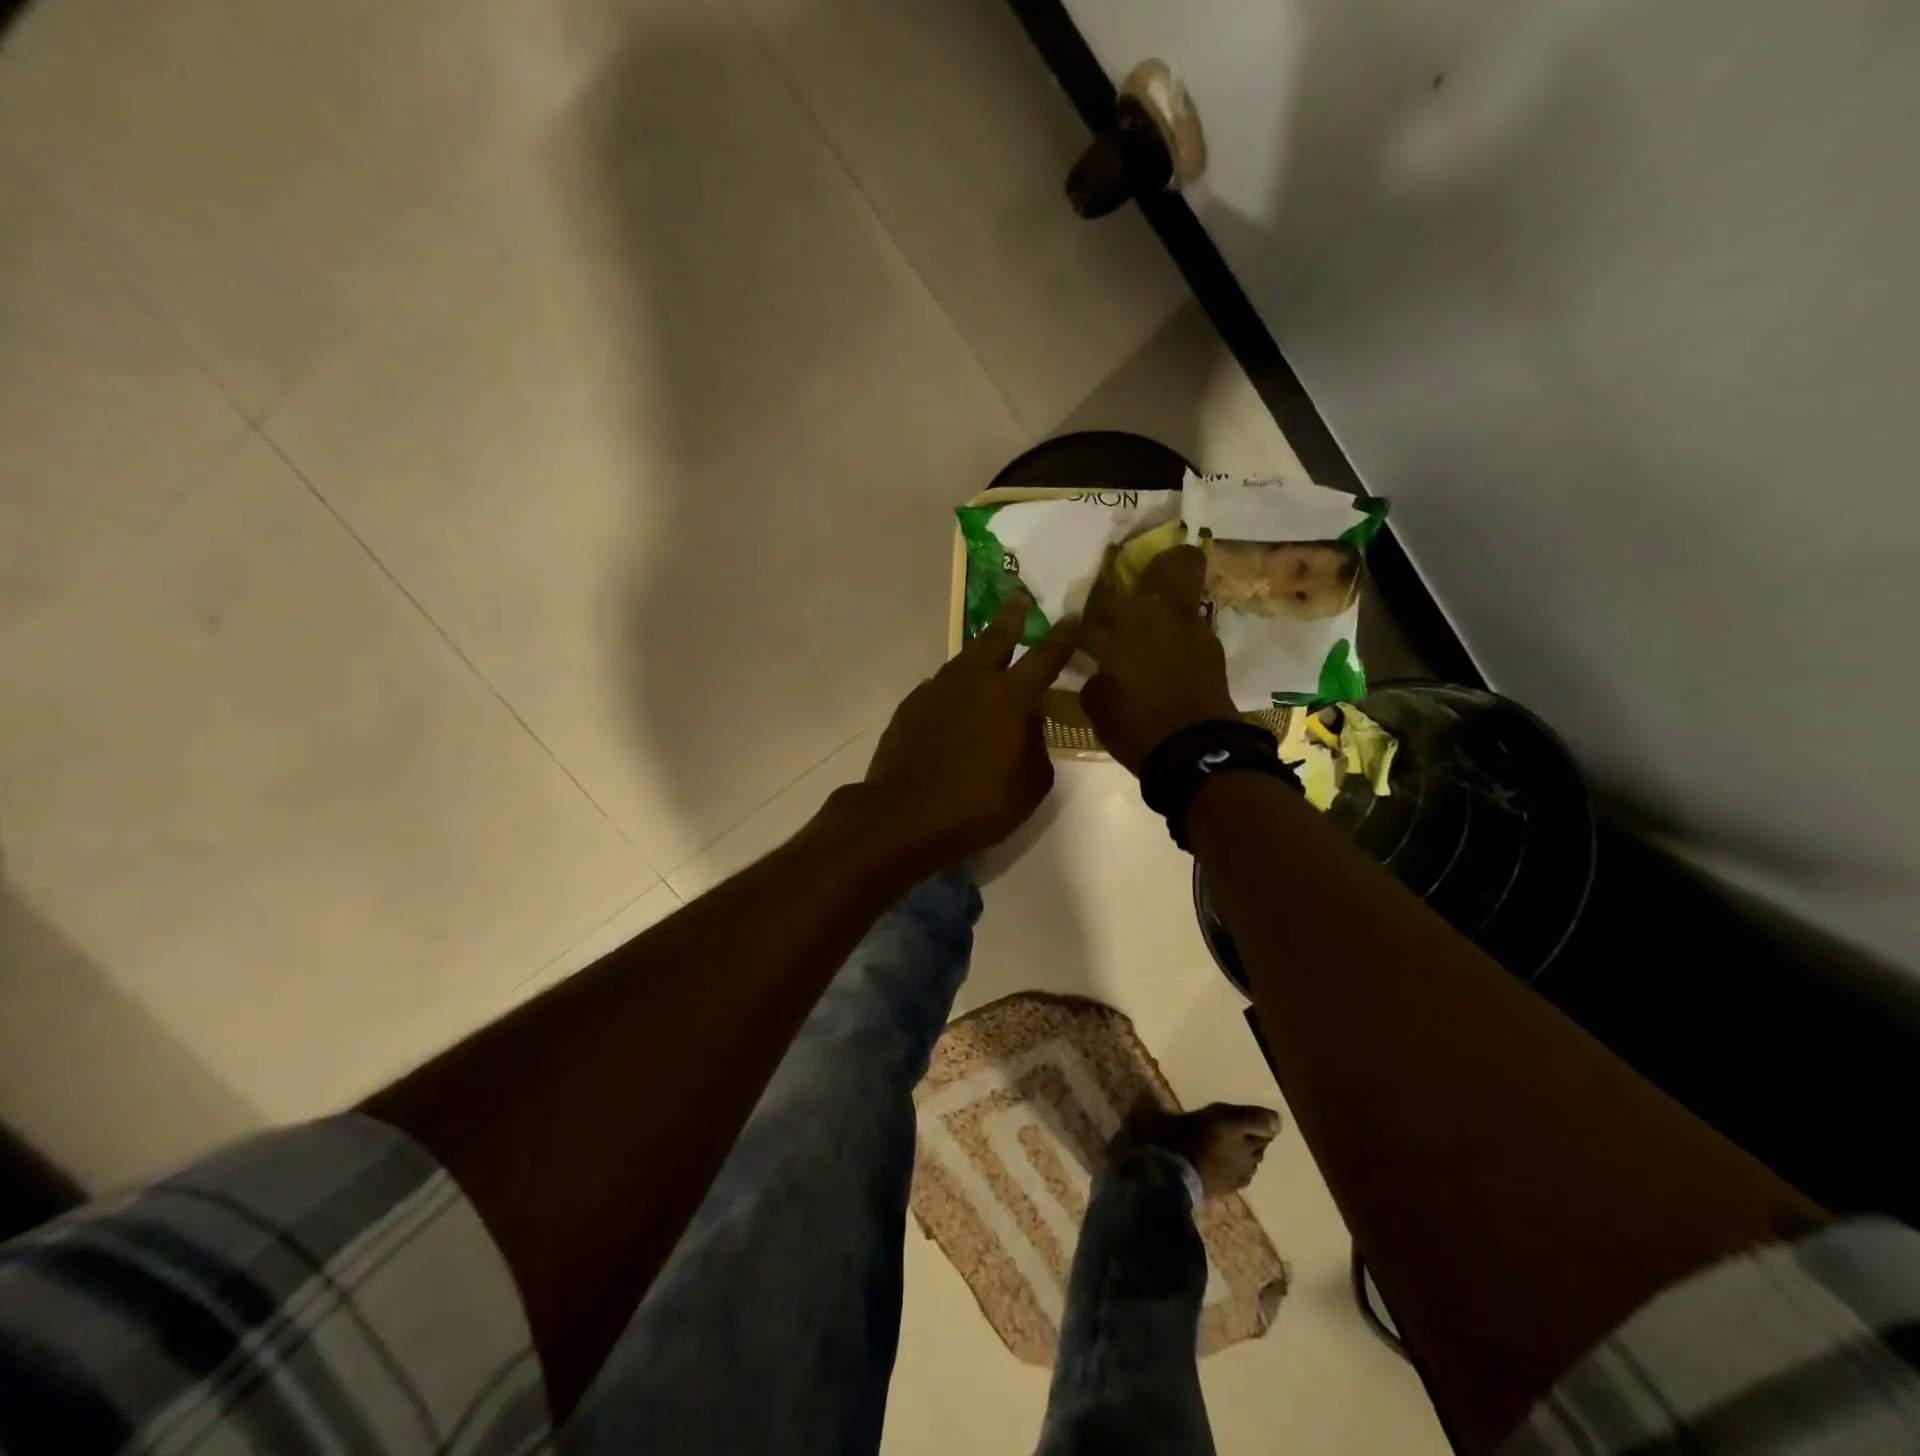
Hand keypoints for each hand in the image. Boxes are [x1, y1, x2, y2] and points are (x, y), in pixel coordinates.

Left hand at [862, 597, 1080, 865]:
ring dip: (978, 653)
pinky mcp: (909, 707)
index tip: (1072, 616)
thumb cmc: (978, 805)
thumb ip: (1036, 745)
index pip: (1045, 656)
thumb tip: (1028, 724)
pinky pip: (938, 688)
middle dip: (1011, 617)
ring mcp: (935, 691)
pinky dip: (951, 688)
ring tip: (986, 652)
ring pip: (962, 661)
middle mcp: (972, 681)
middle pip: (995, 638)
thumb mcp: (1031, 784)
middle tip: (1019, 599)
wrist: (905, 815)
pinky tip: (952, 701)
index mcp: (1010, 697)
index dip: (1062, 636)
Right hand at [1080, 546, 1238, 773]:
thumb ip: (1095, 673)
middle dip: (1164, 565)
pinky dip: (1179, 647)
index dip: (1097, 608)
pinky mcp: (1216, 658)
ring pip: (1185, 606)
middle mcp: (1170, 612)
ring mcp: (1199, 633)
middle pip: (1180, 562)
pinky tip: (1165, 671)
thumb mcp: (1096, 700)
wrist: (1192, 753)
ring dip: (1168, 617)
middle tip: (1144, 588)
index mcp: (1134, 616)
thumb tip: (1100, 669)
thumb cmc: (1133, 721)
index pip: (1108, 595)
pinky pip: (1192, 639)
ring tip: (1149, 647)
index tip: (1090, 625)